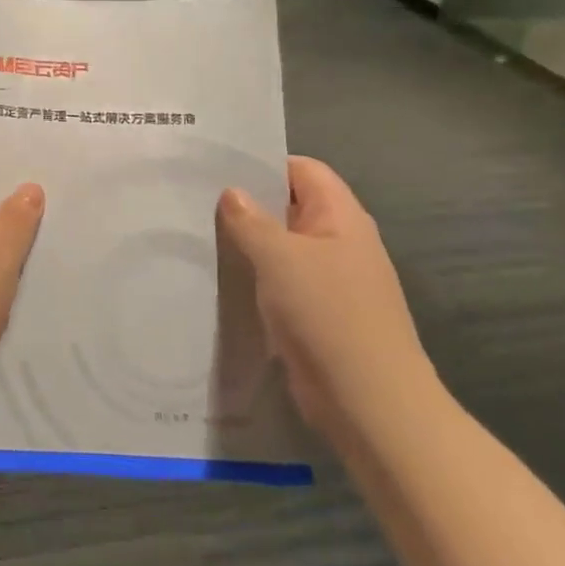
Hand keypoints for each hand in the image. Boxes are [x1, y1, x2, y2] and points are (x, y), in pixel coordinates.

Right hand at [218, 157, 436, 438]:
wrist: (369, 402)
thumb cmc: (328, 314)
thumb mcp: (280, 258)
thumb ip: (251, 221)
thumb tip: (231, 192)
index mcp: (340, 216)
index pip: (303, 169)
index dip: (264, 163)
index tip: (217, 167)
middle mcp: (338, 241)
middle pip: (290, 206)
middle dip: (248, 203)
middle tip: (195, 199)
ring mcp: (330, 280)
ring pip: (282, 247)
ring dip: (248, 243)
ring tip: (198, 235)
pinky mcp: (317, 313)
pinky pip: (281, 282)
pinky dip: (255, 277)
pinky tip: (220, 278)